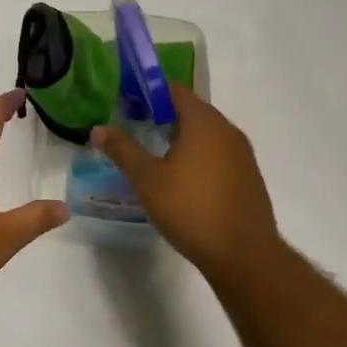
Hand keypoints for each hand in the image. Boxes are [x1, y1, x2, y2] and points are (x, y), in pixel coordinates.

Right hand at [94, 83, 283, 279]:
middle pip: (191, 109)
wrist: (245, 256)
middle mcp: (227, 130)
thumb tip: (98, 129)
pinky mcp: (248, 176)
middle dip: (163, 114)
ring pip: (206, 133)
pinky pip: (219, 153)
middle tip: (135, 126)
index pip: (174, 90)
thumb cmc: (192, 210)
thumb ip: (123, 150)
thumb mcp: (147, 180)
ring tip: (154, 152)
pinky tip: (182, 178)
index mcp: (204, 122)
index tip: (126, 102)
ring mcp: (242, 154)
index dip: (148, 91)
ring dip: (182, 136)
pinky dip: (199, 155)